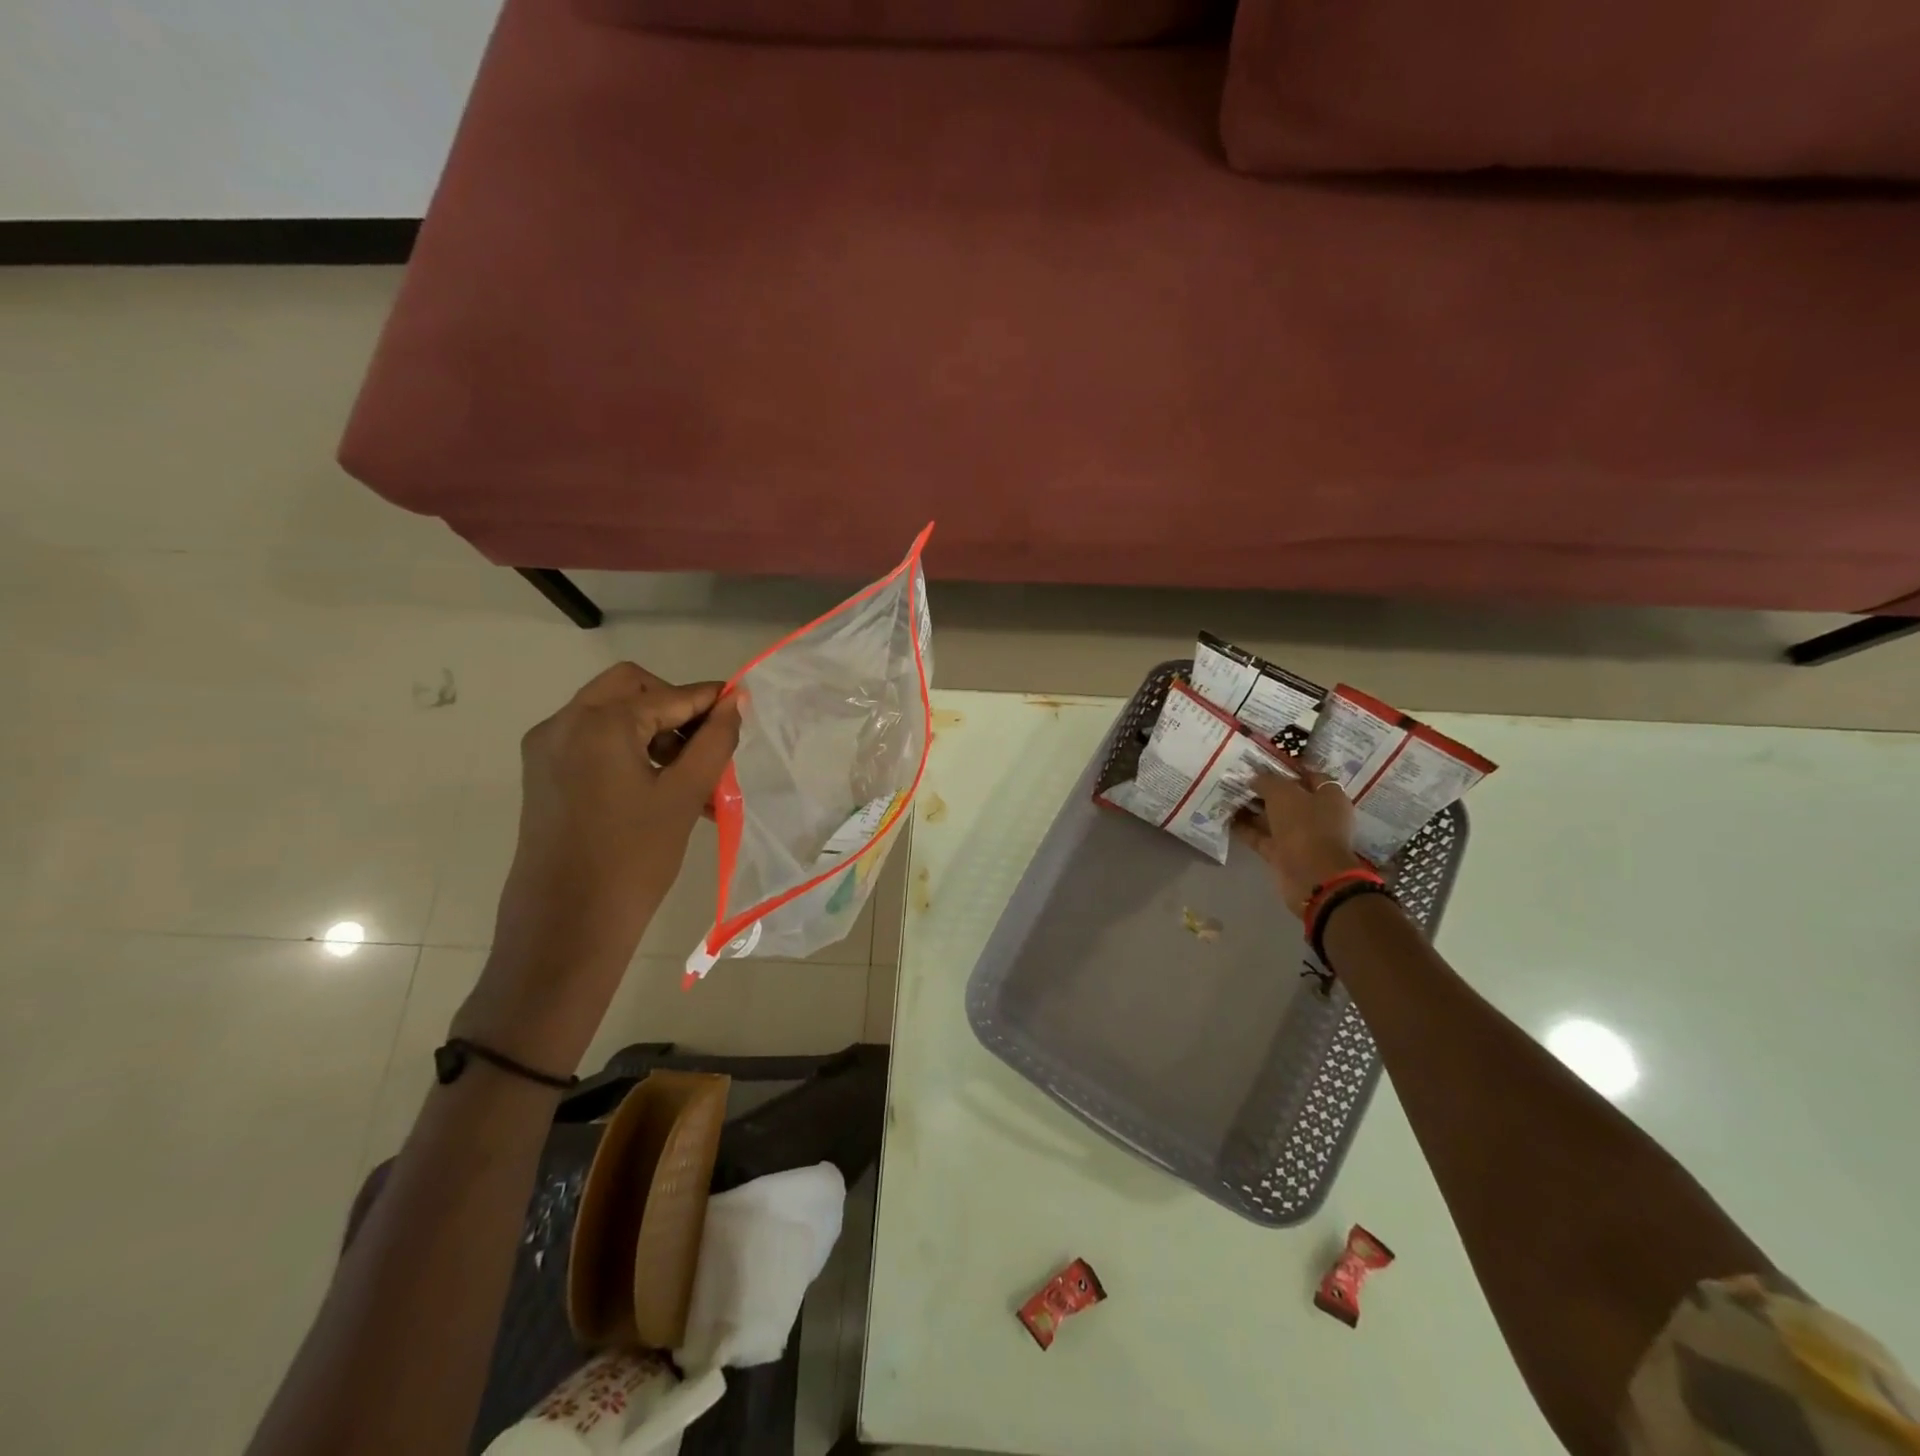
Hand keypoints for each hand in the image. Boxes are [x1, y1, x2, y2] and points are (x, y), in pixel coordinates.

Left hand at [455, 664, 741, 1067]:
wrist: (567, 924)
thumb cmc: (634, 858)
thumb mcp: (684, 795)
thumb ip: (714, 741)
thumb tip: (735, 703)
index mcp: (600, 724)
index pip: (669, 694)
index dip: (710, 700)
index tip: (743, 709)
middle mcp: (564, 723)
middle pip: (631, 688)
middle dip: (673, 707)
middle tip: (703, 744)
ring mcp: (547, 748)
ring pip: (611, 713)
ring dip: (653, 730)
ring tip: (689, 776)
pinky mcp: (543, 773)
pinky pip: (592, 740)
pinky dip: (627, 748)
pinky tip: (657, 786)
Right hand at [1234, 756, 1364, 915]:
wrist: (1312, 876)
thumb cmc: (1305, 826)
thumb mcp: (1284, 794)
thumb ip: (1267, 781)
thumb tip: (1254, 778)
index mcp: (1329, 797)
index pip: (1311, 776)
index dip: (1288, 768)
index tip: (1263, 763)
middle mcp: (1318, 816)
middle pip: (1289, 797)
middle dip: (1265, 788)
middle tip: (1239, 778)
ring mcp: (1300, 837)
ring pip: (1273, 818)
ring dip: (1252, 809)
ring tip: (1227, 795)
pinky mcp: (1284, 854)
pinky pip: (1262, 837)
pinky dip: (1246, 829)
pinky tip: (1226, 818)